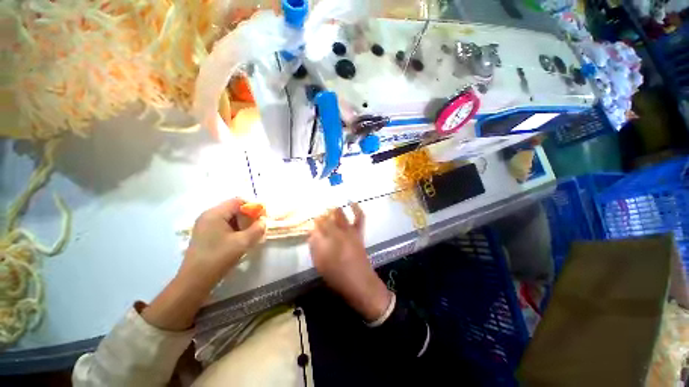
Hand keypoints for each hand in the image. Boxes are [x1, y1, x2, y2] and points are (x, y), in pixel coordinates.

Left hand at [180, 198, 265, 287]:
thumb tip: (263, 221)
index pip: (238, 201)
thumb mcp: (242, 242)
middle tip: (257, 227)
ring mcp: (204, 225)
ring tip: (249, 234)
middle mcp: (208, 215)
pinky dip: (234, 228)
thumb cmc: (218, 258)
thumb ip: (257, 229)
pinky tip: (239, 239)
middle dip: (248, 216)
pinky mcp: (204, 233)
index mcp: (215, 214)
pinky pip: (223, 224)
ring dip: (241, 223)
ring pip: (229, 217)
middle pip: (233, 208)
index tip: (262, 217)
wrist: (195, 280)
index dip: (252, 206)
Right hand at [308, 203, 391, 321]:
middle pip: (327, 218)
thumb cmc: (338, 276)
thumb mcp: (321, 264)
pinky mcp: (358, 233)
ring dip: (333, 210)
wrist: (360, 282)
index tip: (310, 222)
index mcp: (328, 240)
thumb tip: (312, 233)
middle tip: (317, 216)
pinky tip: (351, 202)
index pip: (317, 225)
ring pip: (340, 214)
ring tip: (328, 206)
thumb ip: (315, 246)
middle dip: (321, 215)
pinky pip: (359, 217)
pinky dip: (356, 208)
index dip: (313, 222)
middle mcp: (338, 232)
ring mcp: (350, 231)